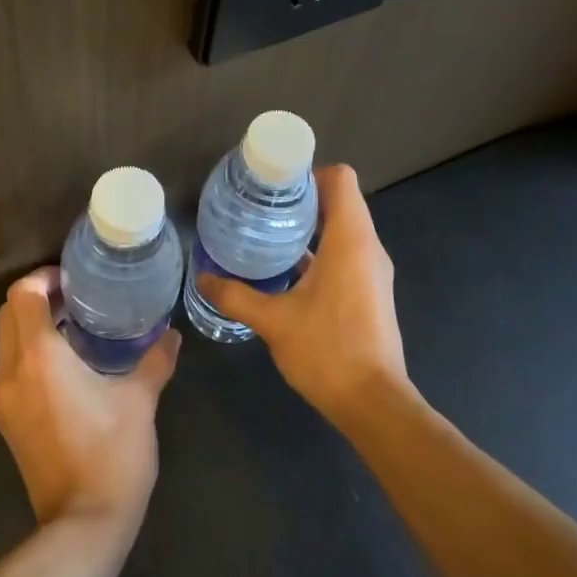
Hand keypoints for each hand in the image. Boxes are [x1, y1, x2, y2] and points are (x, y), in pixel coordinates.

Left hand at [0, 267, 179, 530]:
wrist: (83, 525)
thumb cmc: (113, 453)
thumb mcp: (140, 400)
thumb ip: (156, 360)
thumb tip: (172, 335)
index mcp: (39, 357)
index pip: (22, 295)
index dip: (44, 278)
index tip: (74, 280)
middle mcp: (11, 373)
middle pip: (7, 315)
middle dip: (35, 298)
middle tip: (75, 298)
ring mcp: (4, 401)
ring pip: (5, 343)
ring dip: (31, 327)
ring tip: (74, 327)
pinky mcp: (7, 423)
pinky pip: (11, 370)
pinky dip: (29, 354)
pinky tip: (67, 366)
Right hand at [196, 164, 409, 425]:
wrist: (373, 403)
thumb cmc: (327, 351)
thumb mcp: (273, 321)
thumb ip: (235, 296)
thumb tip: (203, 279)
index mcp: (350, 240)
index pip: (340, 179)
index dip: (308, 173)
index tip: (274, 185)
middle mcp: (368, 248)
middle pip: (340, 201)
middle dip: (301, 199)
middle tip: (260, 207)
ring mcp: (373, 271)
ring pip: (343, 229)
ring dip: (310, 227)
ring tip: (267, 234)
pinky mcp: (371, 291)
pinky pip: (346, 253)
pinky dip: (319, 251)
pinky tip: (286, 270)